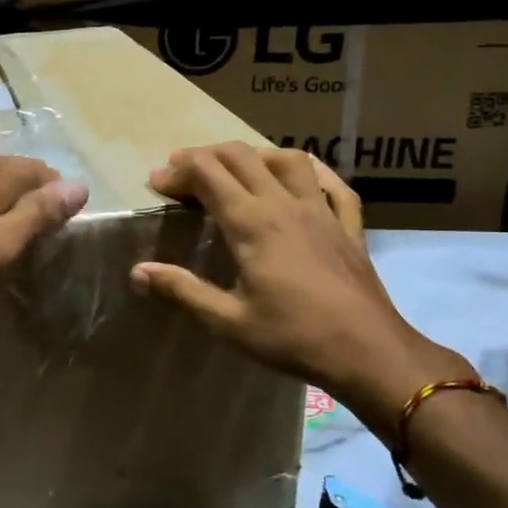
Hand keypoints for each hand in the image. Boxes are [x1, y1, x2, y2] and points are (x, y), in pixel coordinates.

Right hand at [130, 143, 470, 434]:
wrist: (368, 352)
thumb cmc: (293, 338)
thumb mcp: (229, 321)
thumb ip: (183, 290)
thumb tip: (138, 272)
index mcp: (252, 224)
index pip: (207, 174)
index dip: (177, 172)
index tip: (156, 183)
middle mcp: (285, 204)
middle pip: (240, 156)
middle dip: (205, 156)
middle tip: (182, 173)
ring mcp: (322, 210)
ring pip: (287, 159)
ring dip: (254, 155)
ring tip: (235, 169)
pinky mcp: (349, 224)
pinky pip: (333, 184)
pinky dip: (311, 172)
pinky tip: (302, 179)